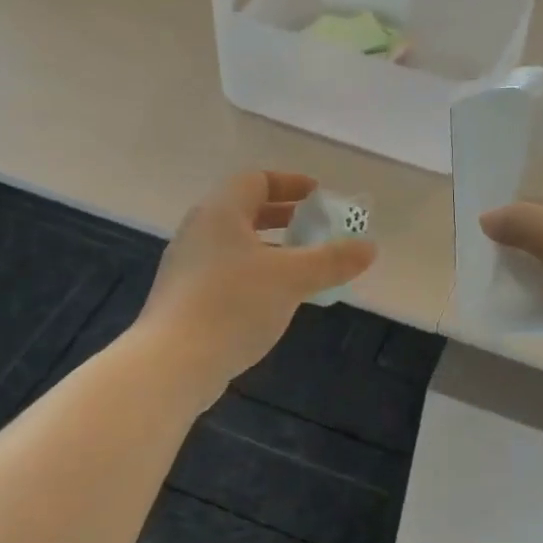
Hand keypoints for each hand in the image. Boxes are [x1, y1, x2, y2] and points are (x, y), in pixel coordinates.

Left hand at [140, 171, 376, 399]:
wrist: (172, 362)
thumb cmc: (233, 305)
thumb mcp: (292, 279)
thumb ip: (331, 260)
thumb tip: (370, 247)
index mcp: (220, 212)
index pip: (255, 180)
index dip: (290, 184)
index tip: (318, 197)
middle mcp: (199, 231)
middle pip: (244, 211)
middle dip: (284, 217)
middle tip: (316, 229)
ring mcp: (188, 266)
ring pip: (236, 245)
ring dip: (271, 249)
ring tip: (302, 267)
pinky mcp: (185, 298)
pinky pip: (227, 272)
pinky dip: (255, 274)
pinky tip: (275, 300)